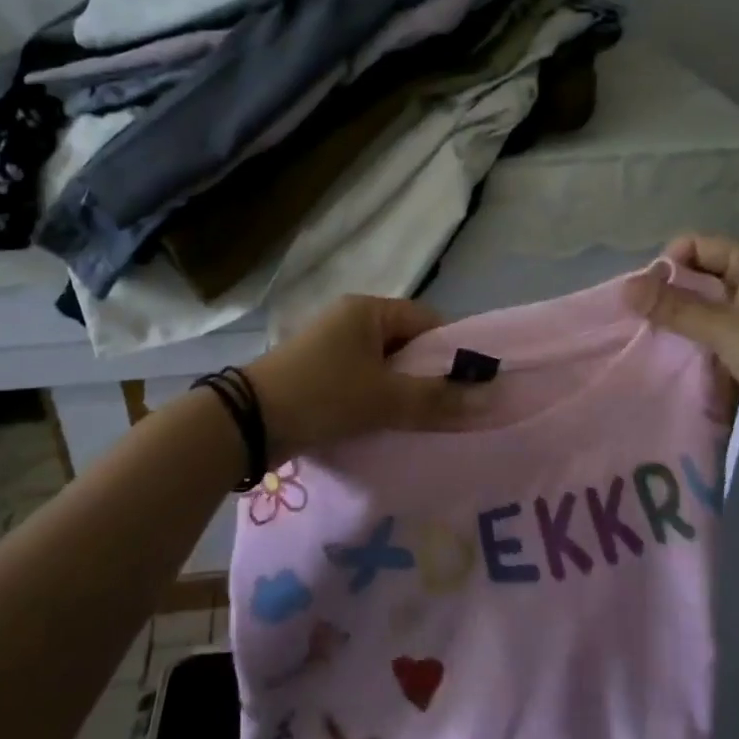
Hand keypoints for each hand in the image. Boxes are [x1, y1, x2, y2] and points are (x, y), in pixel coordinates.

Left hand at [246, 295, 489, 460]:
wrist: (247, 423)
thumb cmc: (322, 396)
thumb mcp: (385, 398)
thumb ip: (438, 399)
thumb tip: (492, 399)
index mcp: (367, 311)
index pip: (427, 321)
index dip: (453, 351)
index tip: (472, 386)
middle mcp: (351, 322)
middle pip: (407, 345)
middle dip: (429, 376)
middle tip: (452, 409)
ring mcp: (332, 349)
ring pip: (386, 368)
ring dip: (405, 393)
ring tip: (426, 423)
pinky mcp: (320, 375)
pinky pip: (363, 383)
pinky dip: (380, 402)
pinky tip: (392, 427)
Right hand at [626, 234, 738, 456]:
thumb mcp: (728, 330)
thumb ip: (675, 308)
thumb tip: (624, 287)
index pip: (697, 246)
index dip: (668, 263)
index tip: (644, 294)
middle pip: (695, 278)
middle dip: (666, 294)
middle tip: (636, 319)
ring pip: (698, 311)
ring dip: (674, 322)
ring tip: (643, 339)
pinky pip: (707, 338)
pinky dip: (687, 345)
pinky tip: (664, 357)